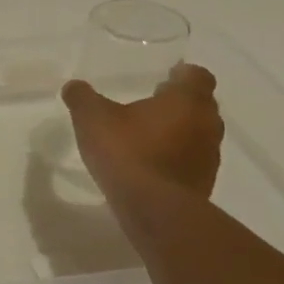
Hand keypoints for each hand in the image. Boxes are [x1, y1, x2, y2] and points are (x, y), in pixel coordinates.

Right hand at [62, 63, 224, 198]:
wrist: (154, 209)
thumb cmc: (128, 152)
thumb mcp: (92, 119)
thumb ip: (82, 98)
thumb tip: (73, 86)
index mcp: (187, 100)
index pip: (198, 75)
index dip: (182, 74)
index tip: (165, 77)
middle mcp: (207, 124)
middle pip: (200, 104)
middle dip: (179, 103)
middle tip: (151, 104)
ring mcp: (209, 156)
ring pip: (198, 134)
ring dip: (178, 132)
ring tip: (147, 137)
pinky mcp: (204, 183)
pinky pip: (192, 161)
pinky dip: (176, 158)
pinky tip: (150, 165)